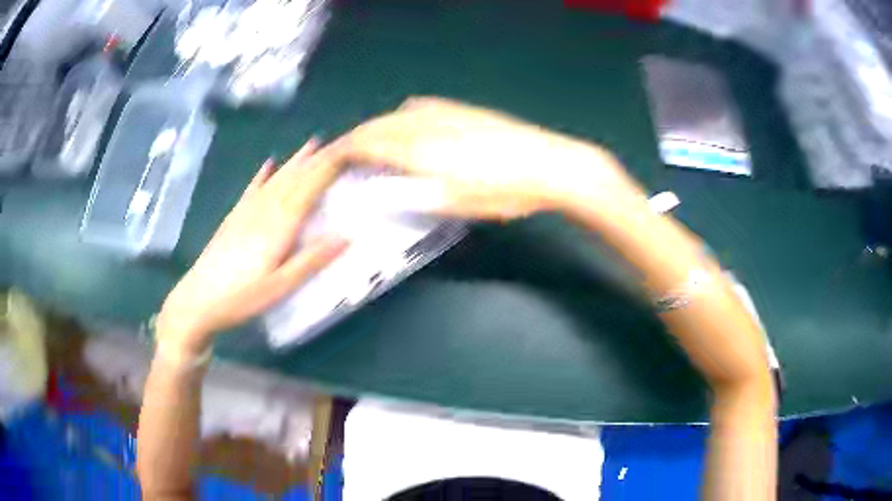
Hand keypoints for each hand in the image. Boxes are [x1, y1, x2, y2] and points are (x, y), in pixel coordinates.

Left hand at [156, 140, 348, 355]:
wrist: (198, 299)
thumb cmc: (242, 297)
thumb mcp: (281, 286)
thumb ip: (311, 260)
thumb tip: (347, 236)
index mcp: (279, 224)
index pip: (308, 187)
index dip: (328, 167)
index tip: (350, 151)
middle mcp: (264, 209)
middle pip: (294, 177)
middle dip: (317, 158)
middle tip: (339, 141)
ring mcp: (246, 211)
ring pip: (276, 178)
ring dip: (295, 160)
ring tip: (312, 144)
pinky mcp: (234, 217)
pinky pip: (252, 188)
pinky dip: (262, 174)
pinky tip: (268, 164)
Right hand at [335, 97, 648, 219]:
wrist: (549, 164)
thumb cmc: (503, 191)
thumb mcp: (454, 202)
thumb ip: (410, 194)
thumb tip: (377, 192)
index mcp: (419, 146)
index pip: (366, 142)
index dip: (342, 151)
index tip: (328, 162)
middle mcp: (425, 121)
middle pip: (377, 125)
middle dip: (355, 139)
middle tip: (342, 156)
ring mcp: (445, 112)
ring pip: (396, 115)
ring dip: (375, 128)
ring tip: (368, 145)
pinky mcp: (462, 109)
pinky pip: (418, 109)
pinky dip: (400, 119)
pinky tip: (405, 125)